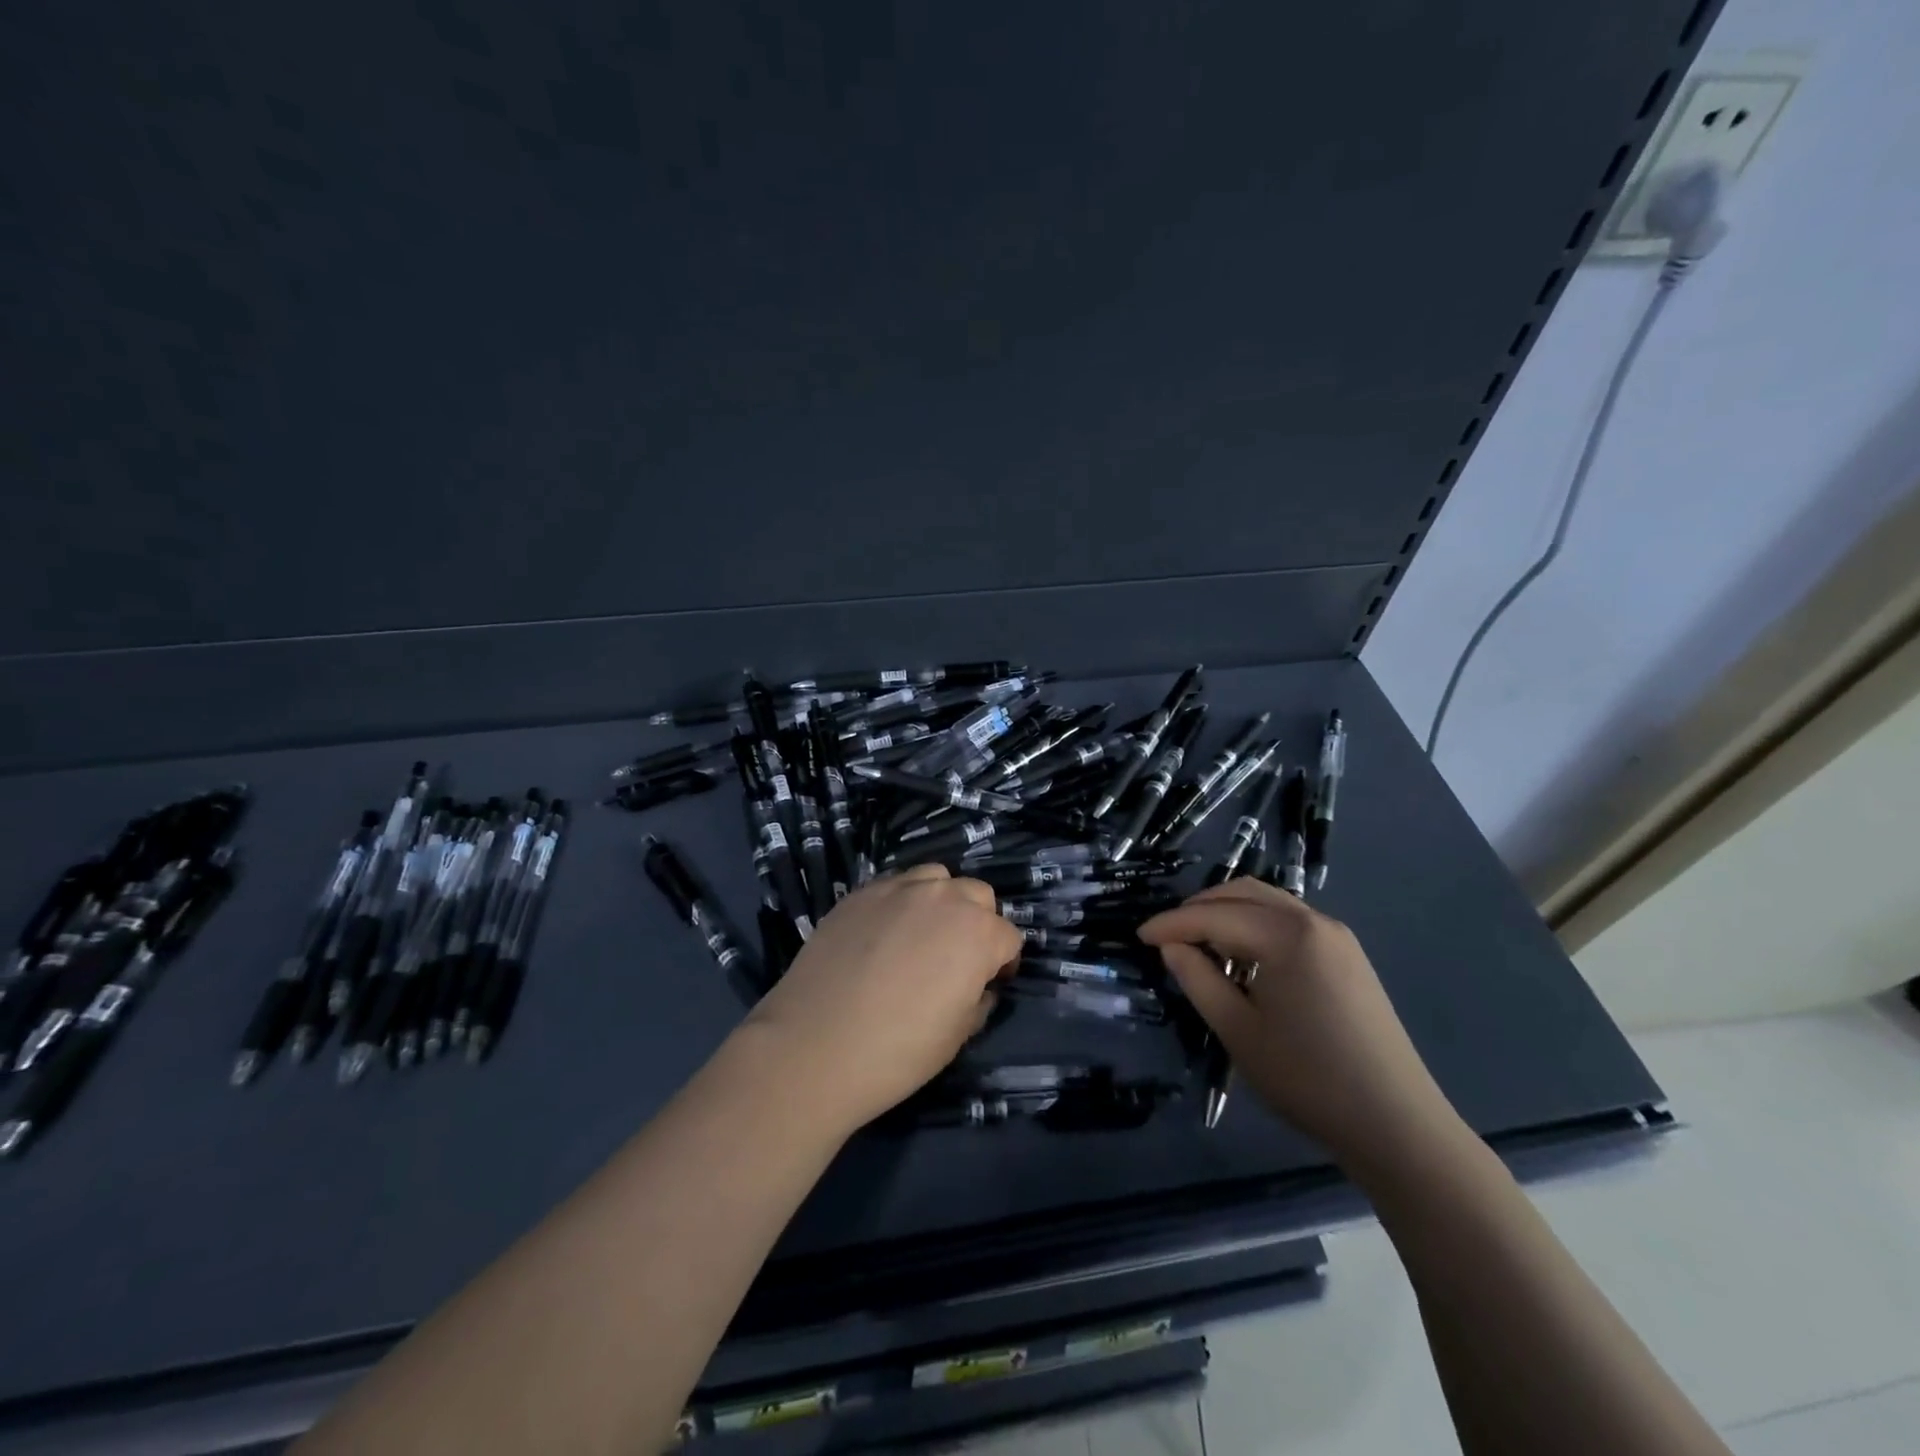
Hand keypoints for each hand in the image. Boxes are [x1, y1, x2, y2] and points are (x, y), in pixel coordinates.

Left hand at [742, 865, 1023, 1135]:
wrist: (814, 1046)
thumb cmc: (898, 1051)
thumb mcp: (957, 1036)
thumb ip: (979, 1000)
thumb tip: (979, 986)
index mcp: (978, 933)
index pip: (1009, 937)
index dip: (1003, 963)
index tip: (989, 984)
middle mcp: (943, 898)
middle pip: (977, 895)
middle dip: (977, 922)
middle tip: (957, 957)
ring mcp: (898, 889)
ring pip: (935, 878)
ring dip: (940, 901)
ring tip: (921, 935)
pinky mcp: (859, 893)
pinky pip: (894, 886)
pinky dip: (901, 903)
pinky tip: (883, 935)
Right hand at [1139, 880, 1463, 1172]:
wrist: (1397, 1124)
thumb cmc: (1308, 1078)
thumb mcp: (1238, 1030)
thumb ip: (1198, 979)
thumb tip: (1172, 947)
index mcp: (1287, 935)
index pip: (1215, 915)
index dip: (1172, 924)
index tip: (1138, 935)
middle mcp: (1314, 921)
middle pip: (1243, 893)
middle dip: (1199, 908)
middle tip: (1166, 935)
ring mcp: (1337, 936)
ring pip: (1268, 903)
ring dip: (1228, 913)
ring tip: (1198, 943)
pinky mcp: (1348, 956)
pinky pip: (1289, 922)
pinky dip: (1255, 926)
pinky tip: (1242, 956)